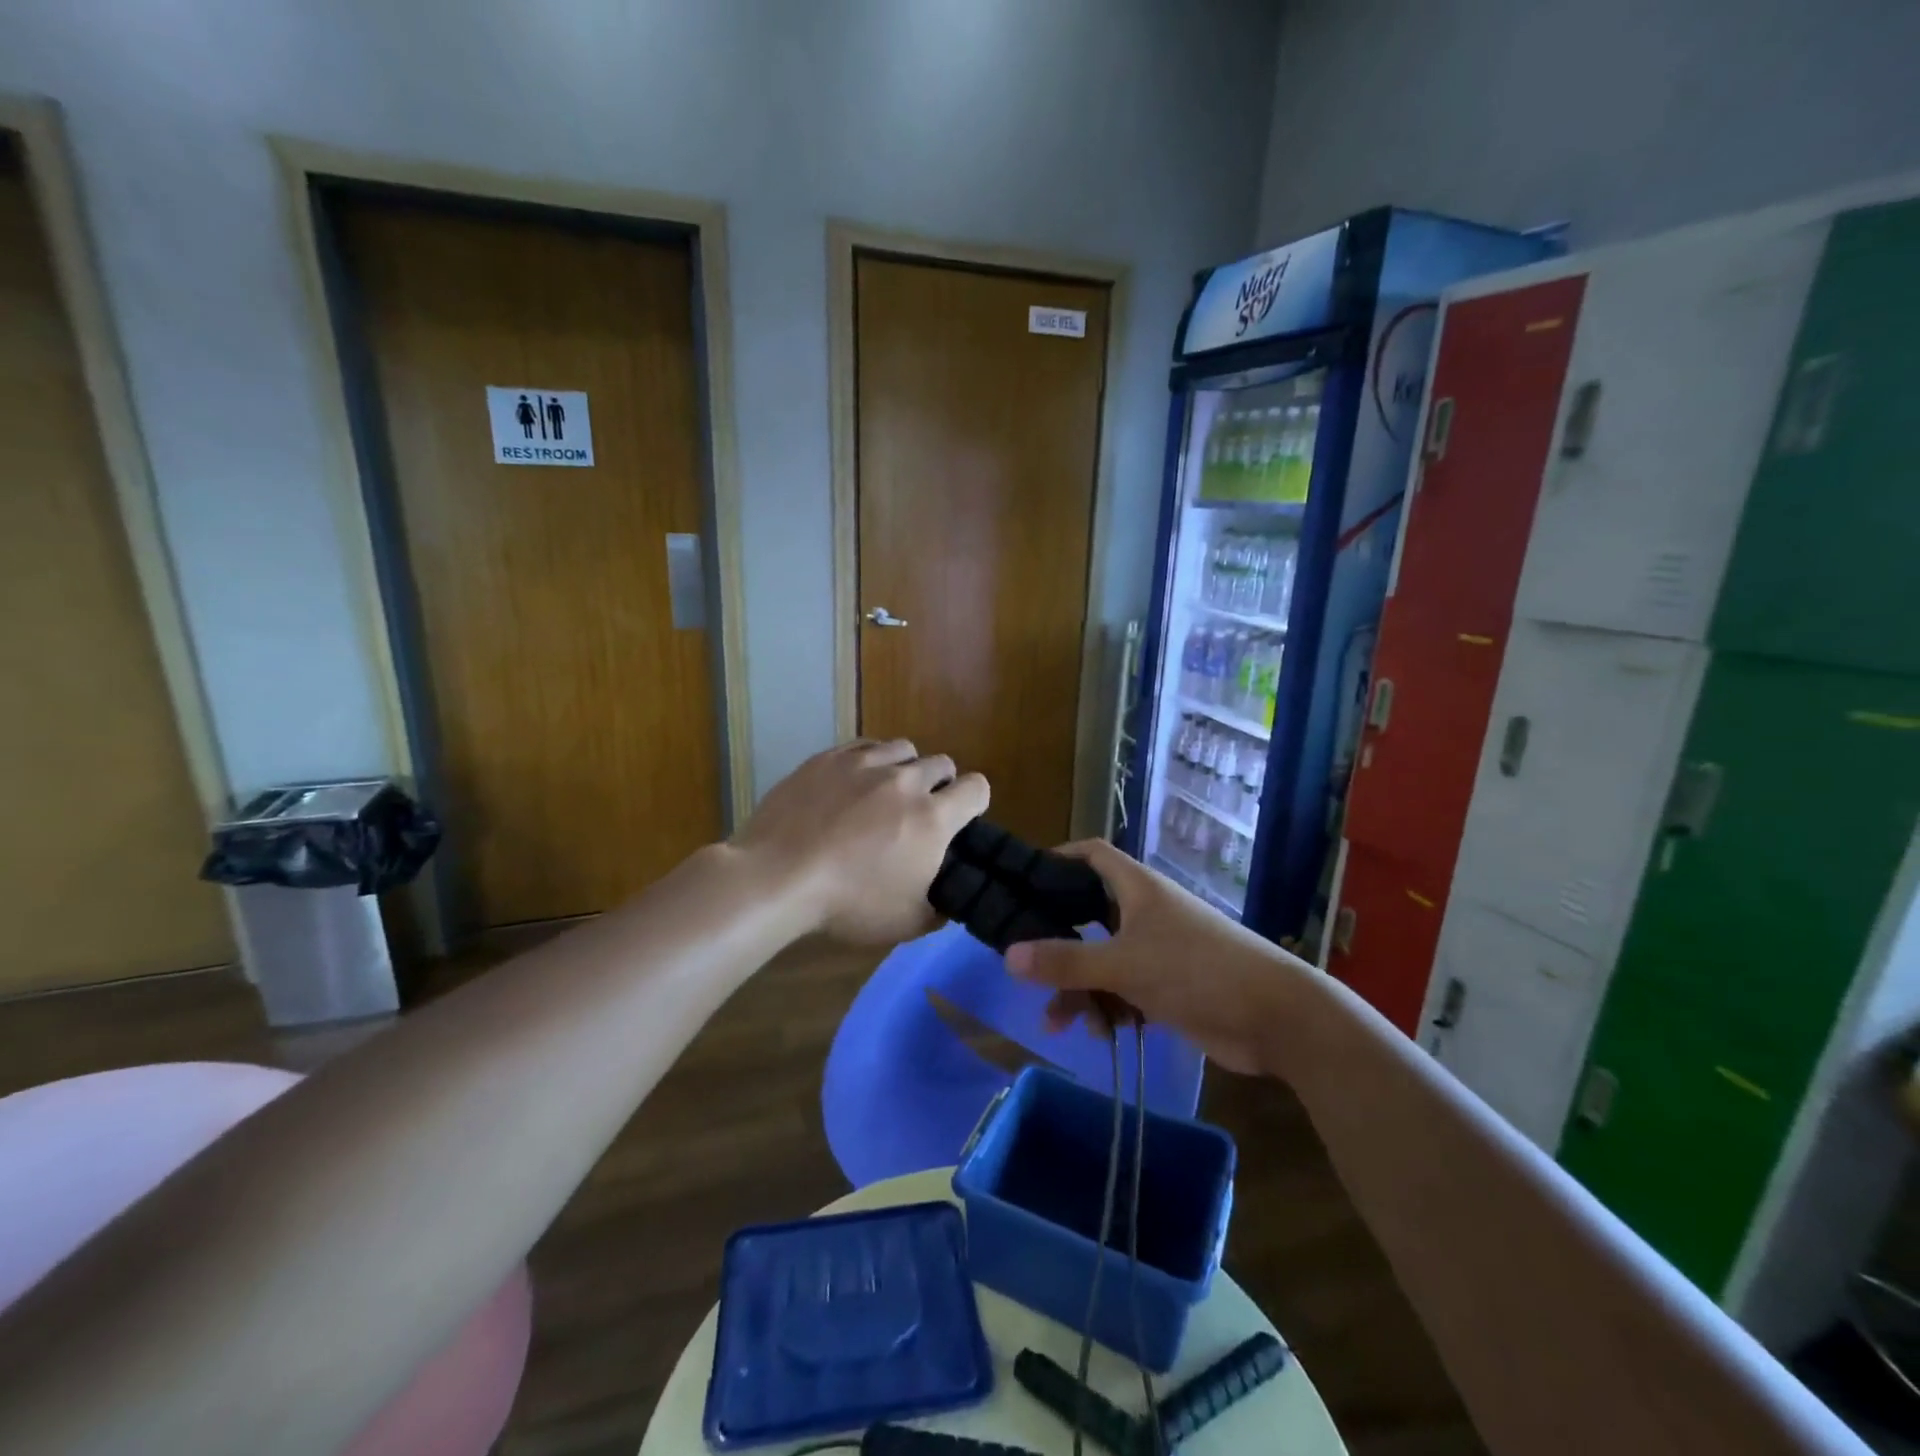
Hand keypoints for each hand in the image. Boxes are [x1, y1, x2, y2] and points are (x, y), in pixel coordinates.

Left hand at [733, 739, 988, 944]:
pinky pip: (865, 746)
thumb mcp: (907, 922)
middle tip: (918, 812)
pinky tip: (855, 782)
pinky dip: (870, 761)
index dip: (974, 802)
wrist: (778, 878)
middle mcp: (906, 781)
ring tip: (887, 791)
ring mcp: (865, 764)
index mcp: (933, 818)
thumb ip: (940, 905)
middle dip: (940, 785)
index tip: (960, 820)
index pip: (977, 788)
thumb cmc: (848, 905)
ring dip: (906, 767)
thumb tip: (947, 895)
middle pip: (942, 763)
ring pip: (904, 748)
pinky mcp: (829, 758)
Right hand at [1004, 840, 1302, 1075]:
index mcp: (1137, 889)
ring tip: (1058, 1025)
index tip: (1024, 881)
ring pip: (1104, 960)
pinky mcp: (1170, 987)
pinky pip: (1125, 990)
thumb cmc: (1197, 971)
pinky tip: (1102, 1035)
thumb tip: (1007, 955)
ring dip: (1080, 989)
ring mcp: (1159, 950)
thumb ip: (1065, 962)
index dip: (1058, 860)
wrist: (1276, 1018)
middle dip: (1059, 943)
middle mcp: (1146, 912)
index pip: (1092, 856)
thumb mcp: (1124, 965)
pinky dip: (1109, 1008)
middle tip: (1028, 965)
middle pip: (1089, 915)